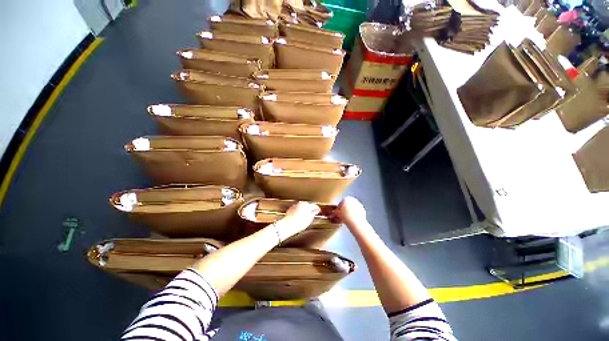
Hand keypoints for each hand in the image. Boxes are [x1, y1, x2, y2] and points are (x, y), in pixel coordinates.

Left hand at [277, 202, 320, 240]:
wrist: (287, 225)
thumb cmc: (298, 223)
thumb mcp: (309, 219)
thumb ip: (313, 213)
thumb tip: (316, 211)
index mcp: (307, 205)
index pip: (314, 205)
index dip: (317, 209)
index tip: (319, 211)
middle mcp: (301, 203)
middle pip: (308, 204)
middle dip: (311, 208)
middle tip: (313, 213)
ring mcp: (295, 205)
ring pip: (302, 206)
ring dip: (305, 209)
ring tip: (306, 216)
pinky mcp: (291, 208)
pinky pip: (297, 208)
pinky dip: (299, 210)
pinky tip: (300, 216)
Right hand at [334, 197, 367, 228]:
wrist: (355, 222)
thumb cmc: (344, 216)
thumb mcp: (336, 214)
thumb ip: (334, 213)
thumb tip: (331, 215)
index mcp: (346, 199)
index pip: (340, 203)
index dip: (339, 209)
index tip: (338, 213)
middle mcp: (352, 199)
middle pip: (347, 204)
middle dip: (345, 209)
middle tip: (343, 216)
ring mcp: (358, 204)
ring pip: (352, 207)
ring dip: (350, 211)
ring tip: (348, 218)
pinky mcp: (362, 209)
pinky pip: (357, 211)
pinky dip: (355, 214)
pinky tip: (353, 219)